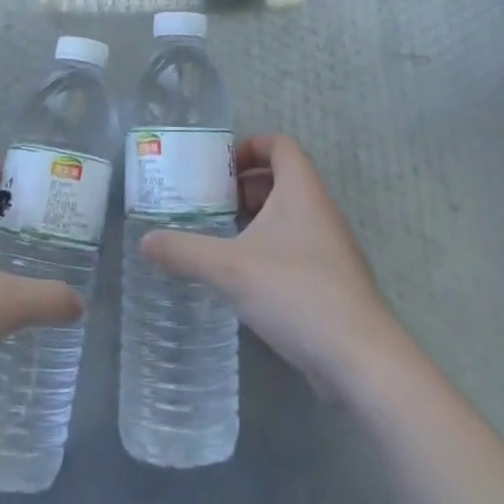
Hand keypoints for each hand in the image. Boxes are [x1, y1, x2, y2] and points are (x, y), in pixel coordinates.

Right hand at [141, 134, 399, 395]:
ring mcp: (330, 245)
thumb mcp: (229, 269)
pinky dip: (270, 248)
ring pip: (289, 215)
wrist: (359, 358)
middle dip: (245, 185)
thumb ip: (184, 251)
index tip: (218, 167)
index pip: (279, 144)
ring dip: (256, 219)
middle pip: (283, 177)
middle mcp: (320, 209)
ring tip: (220, 238)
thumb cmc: (295, 292)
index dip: (249, 146)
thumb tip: (144, 241)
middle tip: (210, 203)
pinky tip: (244, 277)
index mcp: (301, 189)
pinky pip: (297, 246)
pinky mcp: (332, 279)